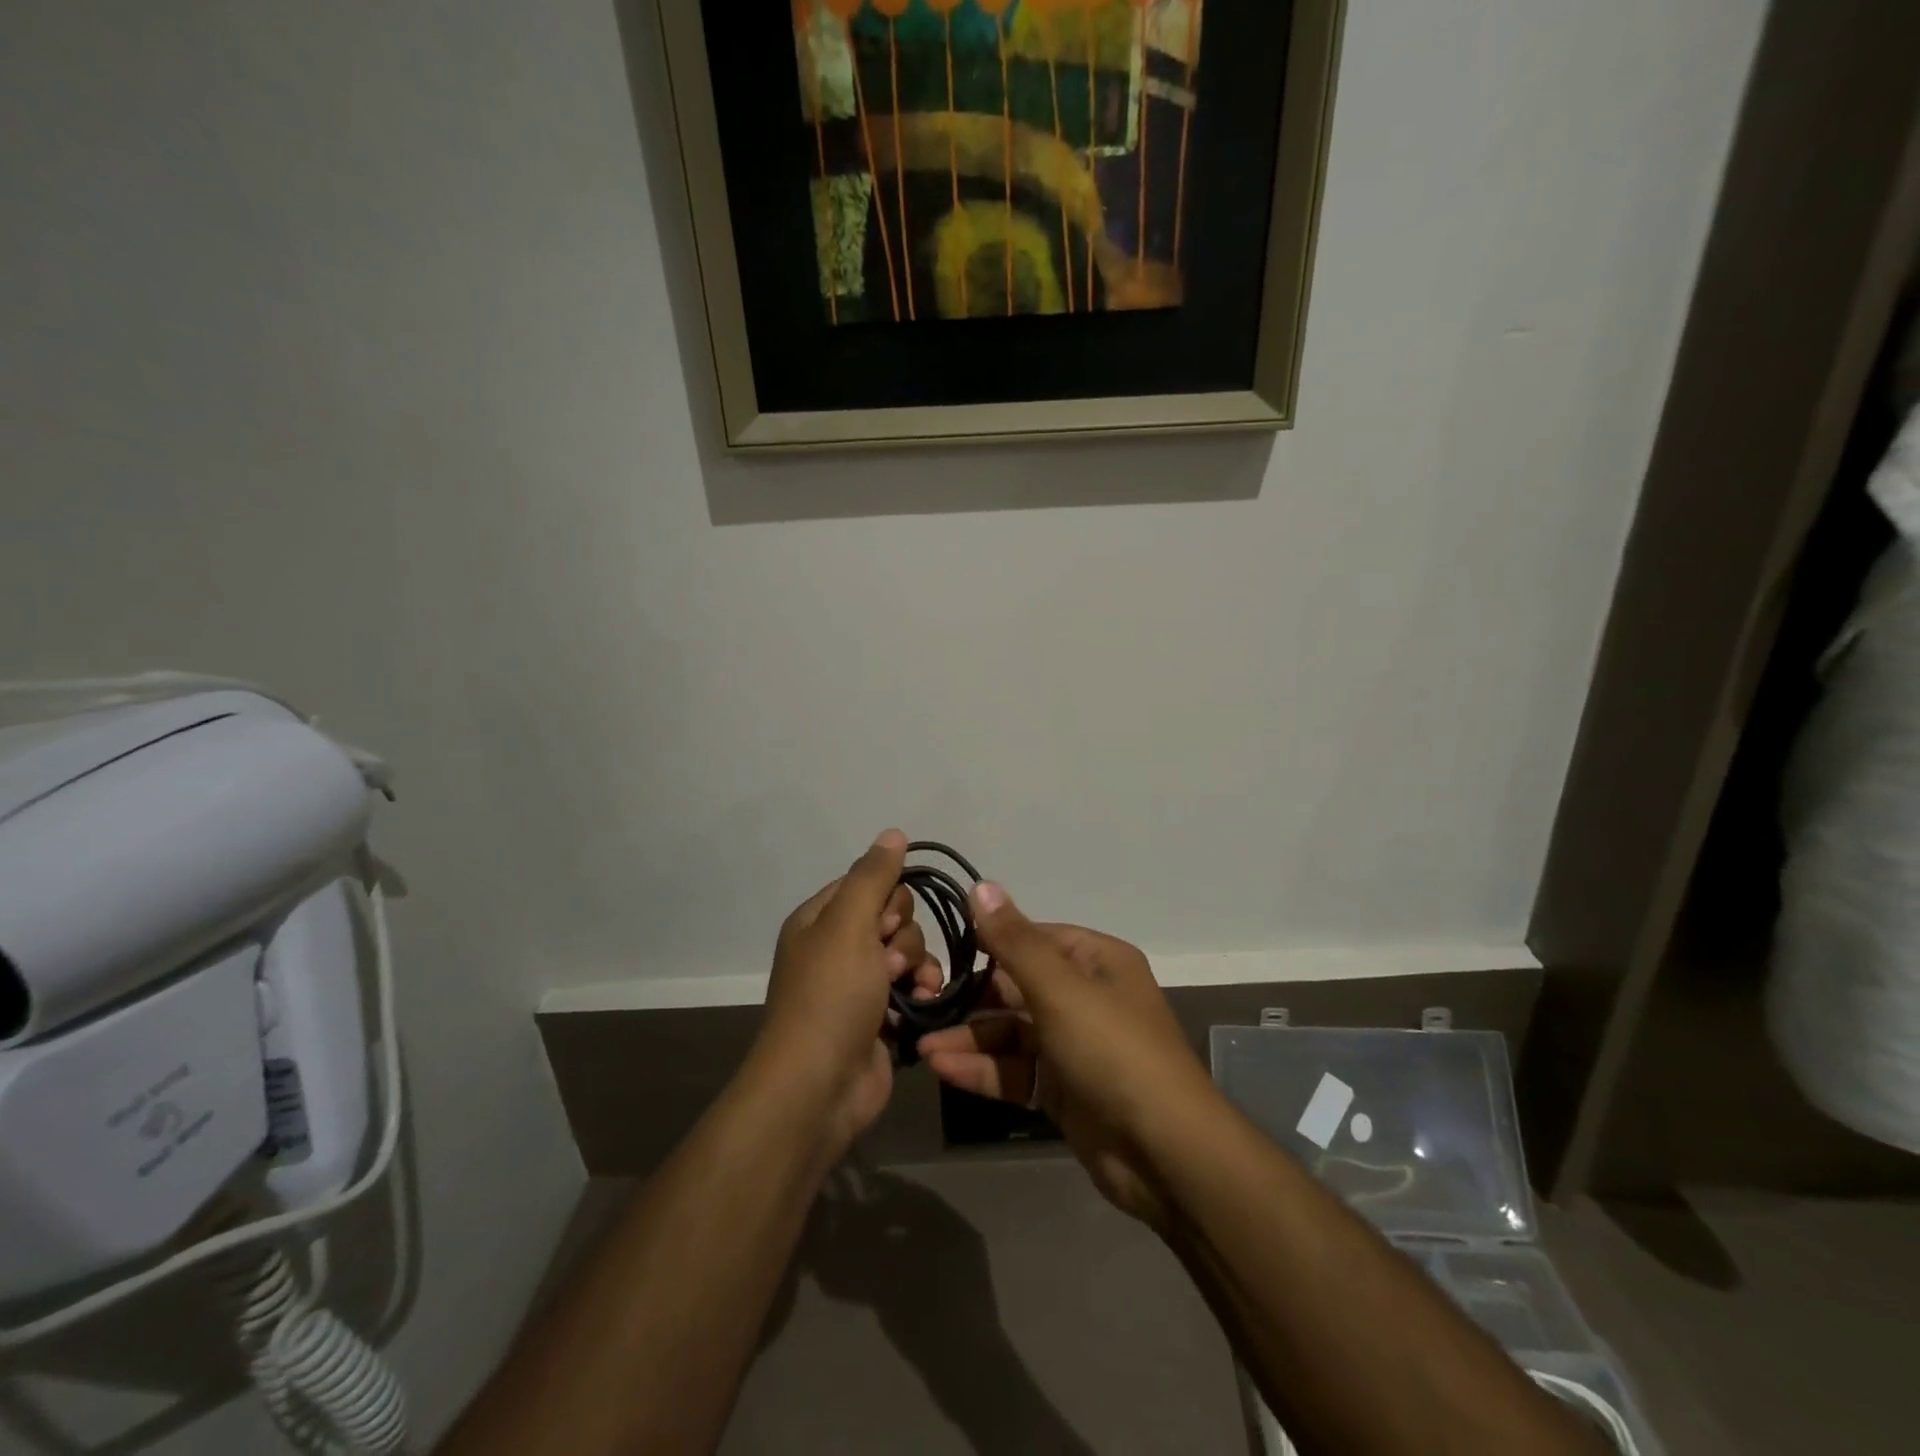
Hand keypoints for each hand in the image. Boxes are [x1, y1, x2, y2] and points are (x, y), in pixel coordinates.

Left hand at [753, 829, 943, 1156]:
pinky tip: (923, 1003)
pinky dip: (921, 991)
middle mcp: (837, 947)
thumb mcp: (848, 925)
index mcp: (819, 920)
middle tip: (887, 962)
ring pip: (908, 951)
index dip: (887, 898)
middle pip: (893, 916)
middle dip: (903, 936)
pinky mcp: (881, 1016)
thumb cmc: (830, 997)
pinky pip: (913, 986)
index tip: (887, 920)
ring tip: (908, 989)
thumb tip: (893, 832)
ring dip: (916, 965)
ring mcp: (860, 984)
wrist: (820, 1088)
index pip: (867, 883)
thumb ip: (873, 876)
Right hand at [915, 884, 1221, 1229]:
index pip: (1034, 938)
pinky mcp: (1064, 1089)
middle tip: (924, 1005)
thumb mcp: (1060, 989)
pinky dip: (984, 1070)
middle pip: (1018, 987)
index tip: (945, 949)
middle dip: (972, 999)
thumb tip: (980, 885)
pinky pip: (1017, 1070)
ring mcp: (1075, 1046)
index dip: (991, 942)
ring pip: (1013, 1032)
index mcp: (1097, 961)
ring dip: (970, 1039)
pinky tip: (944, 1071)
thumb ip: (1014, 941)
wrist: (1164, 1152)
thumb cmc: (1112, 1050)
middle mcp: (1087, 997)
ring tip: (922, 1047)